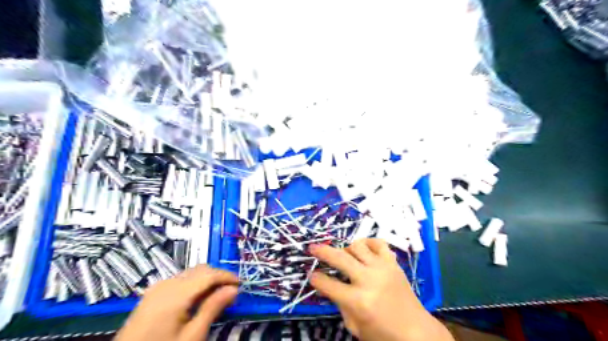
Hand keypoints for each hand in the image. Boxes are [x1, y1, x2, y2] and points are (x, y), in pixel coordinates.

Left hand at [114, 265, 237, 340]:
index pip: (209, 274)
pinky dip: (194, 284)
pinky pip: (180, 280)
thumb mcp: (192, 336)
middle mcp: (167, 283)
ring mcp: (157, 287)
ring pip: (190, 273)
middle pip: (200, 270)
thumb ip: (213, 308)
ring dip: (207, 279)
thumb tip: (233, 289)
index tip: (241, 285)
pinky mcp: (152, 294)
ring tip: (217, 295)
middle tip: (231, 291)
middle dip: (218, 277)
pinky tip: (198, 298)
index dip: (227, 276)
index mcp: (176, 293)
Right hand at [310, 239, 453, 340]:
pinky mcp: (392, 263)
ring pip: (357, 245)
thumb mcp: (355, 326)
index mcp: (358, 301)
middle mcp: (368, 280)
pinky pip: (379, 243)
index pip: (328, 284)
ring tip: (345, 255)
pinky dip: (368, 242)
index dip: (316, 279)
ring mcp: (382, 268)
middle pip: (339, 258)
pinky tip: (364, 249)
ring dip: (346, 248)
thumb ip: (340, 303)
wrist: (415, 332)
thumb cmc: (382, 334)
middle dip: (322, 251)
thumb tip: (328, 284)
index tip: (311, 274)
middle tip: (313, 248)